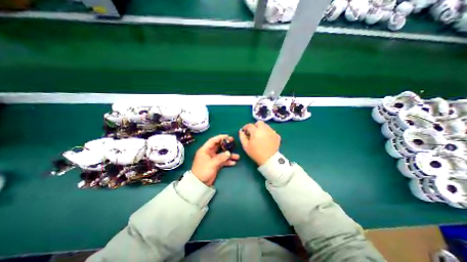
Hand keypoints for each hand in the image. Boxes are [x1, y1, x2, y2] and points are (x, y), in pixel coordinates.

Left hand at [190, 135, 240, 185]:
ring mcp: (213, 158)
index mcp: (205, 150)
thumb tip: (229, 153)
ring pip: (222, 154)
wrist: (199, 184)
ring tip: (237, 156)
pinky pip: (223, 161)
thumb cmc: (203, 171)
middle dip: (226, 144)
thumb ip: (221, 157)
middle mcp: (209, 153)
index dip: (220, 137)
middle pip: (218, 146)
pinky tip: (233, 163)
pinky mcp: (216, 164)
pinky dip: (228, 161)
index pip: (213, 141)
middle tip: (233, 142)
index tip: (228, 136)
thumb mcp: (212, 163)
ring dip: (229, 155)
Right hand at [238, 121, 278, 165]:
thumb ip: (242, 137)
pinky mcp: (277, 135)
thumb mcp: (246, 146)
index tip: (244, 132)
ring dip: (261, 129)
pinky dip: (268, 133)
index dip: (245, 128)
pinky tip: (266, 139)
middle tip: (253, 132)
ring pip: (265, 126)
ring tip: (260, 136)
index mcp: (256, 131)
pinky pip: (271, 131)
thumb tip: (241, 131)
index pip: (249, 125)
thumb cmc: (255, 153)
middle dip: (255, 126)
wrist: (269, 159)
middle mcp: (264, 129)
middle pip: (259, 123)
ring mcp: (272, 132)